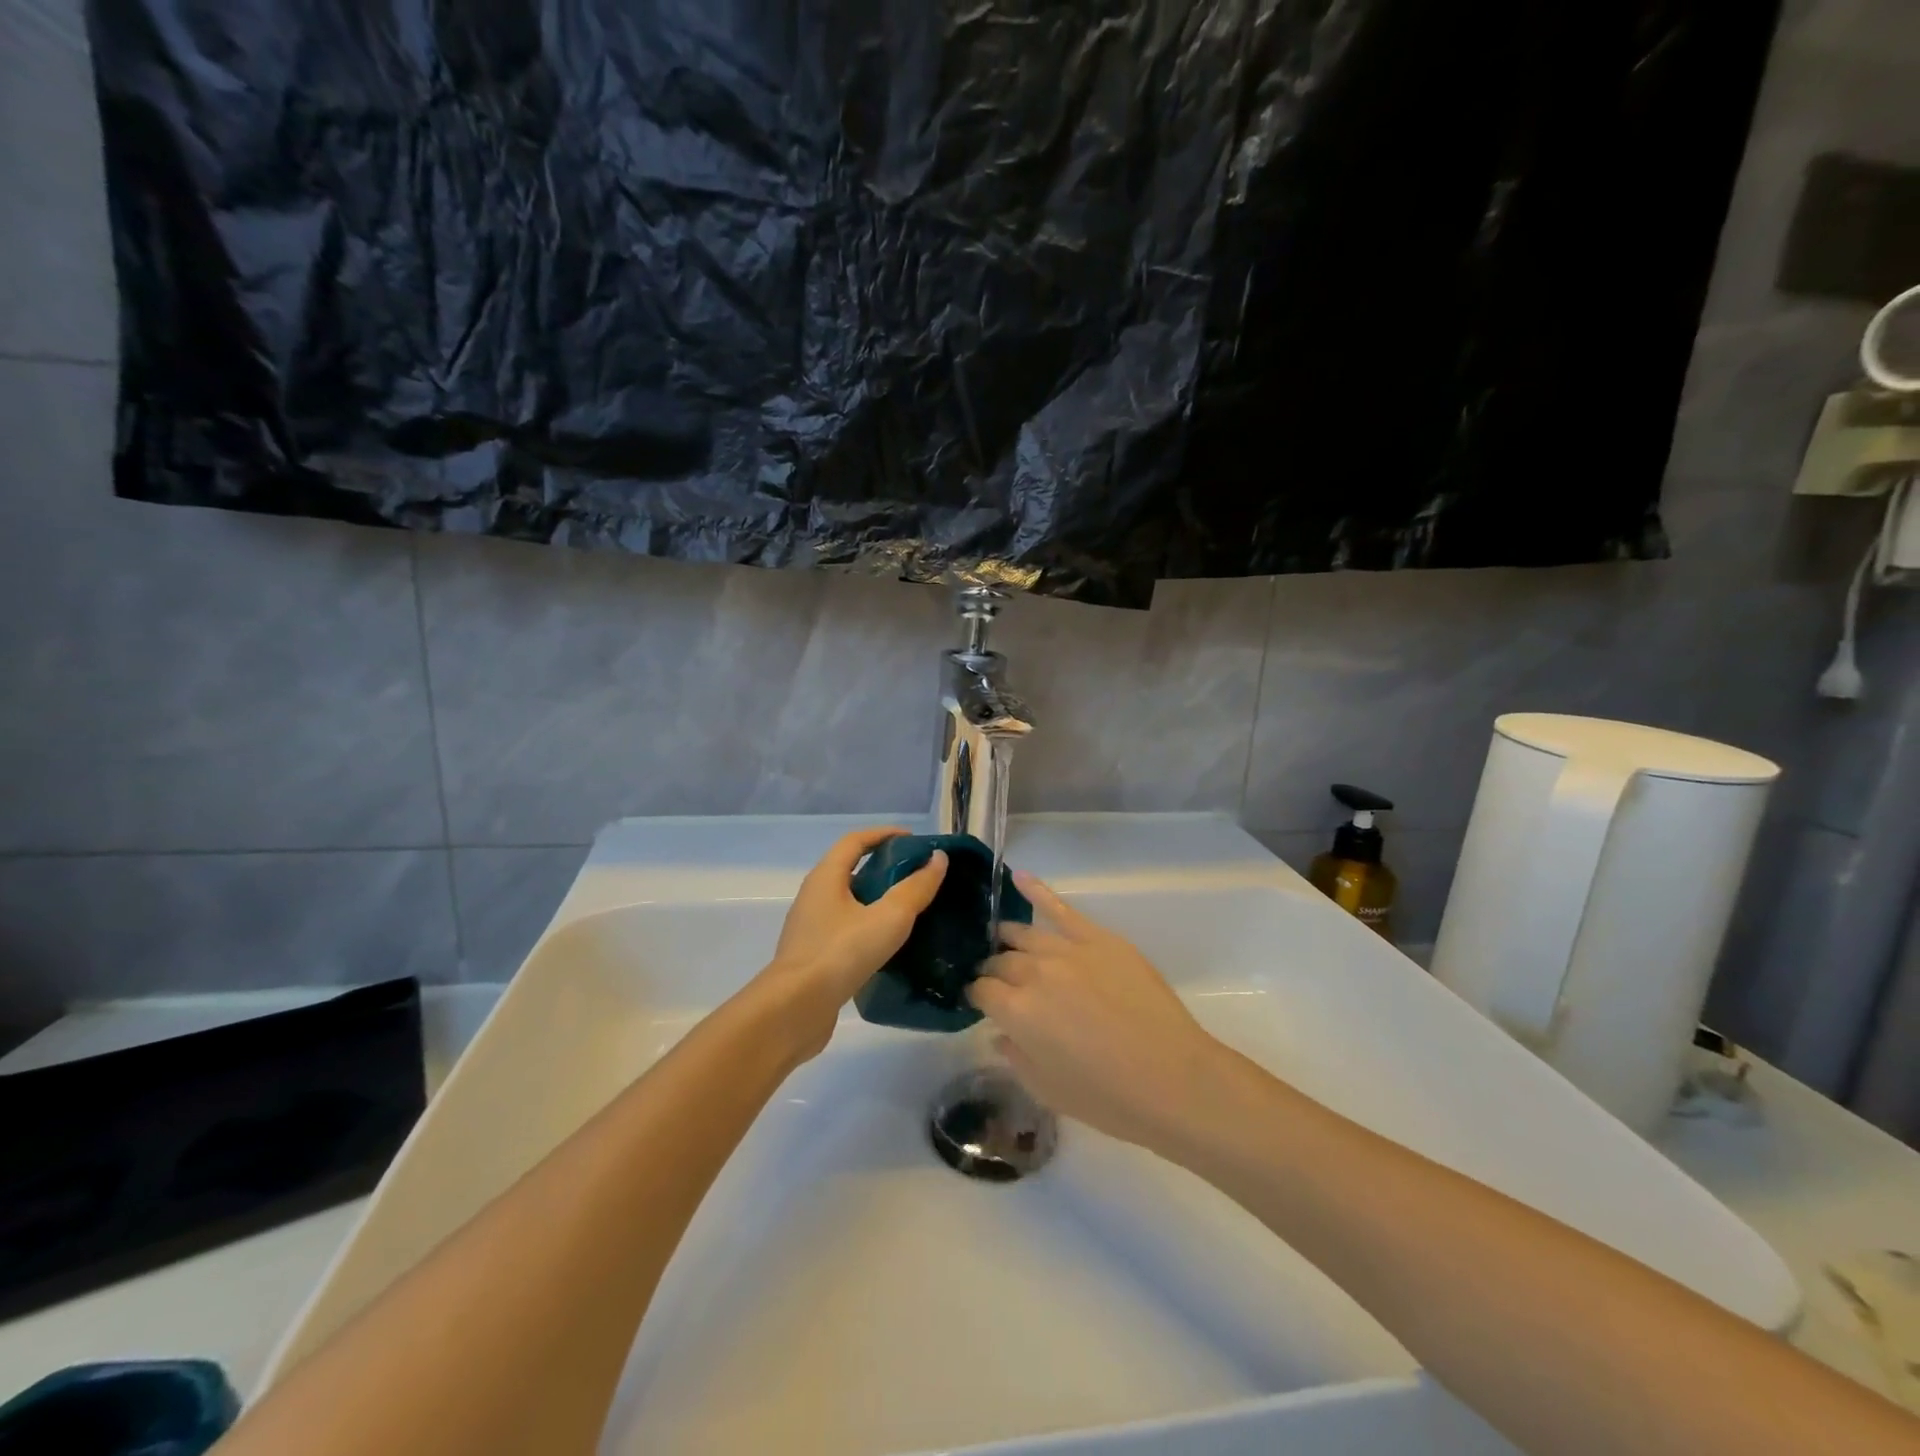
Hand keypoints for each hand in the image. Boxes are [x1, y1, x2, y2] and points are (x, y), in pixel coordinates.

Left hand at [753, 827, 947, 1060]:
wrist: (794, 1010)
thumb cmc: (840, 953)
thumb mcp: (888, 918)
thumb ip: (916, 888)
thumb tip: (938, 859)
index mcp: (826, 877)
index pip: (856, 841)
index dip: (885, 834)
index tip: (915, 841)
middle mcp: (814, 896)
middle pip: (851, 869)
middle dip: (885, 867)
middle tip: (919, 877)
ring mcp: (811, 927)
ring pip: (849, 902)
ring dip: (878, 900)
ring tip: (911, 911)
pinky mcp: (814, 956)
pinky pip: (846, 930)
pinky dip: (869, 926)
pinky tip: (889, 945)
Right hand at [967, 871, 1226, 1150]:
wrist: (1173, 1079)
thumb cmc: (1108, 1098)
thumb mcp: (1048, 1090)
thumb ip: (1015, 1057)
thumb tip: (1000, 1033)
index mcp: (1016, 1012)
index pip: (982, 991)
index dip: (978, 996)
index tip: (980, 1002)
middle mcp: (1034, 973)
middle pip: (1001, 961)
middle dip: (993, 970)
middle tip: (998, 981)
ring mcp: (1067, 950)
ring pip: (1024, 934)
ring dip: (1009, 939)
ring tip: (1003, 941)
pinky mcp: (1099, 938)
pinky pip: (1061, 908)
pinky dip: (1037, 891)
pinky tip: (1018, 877)